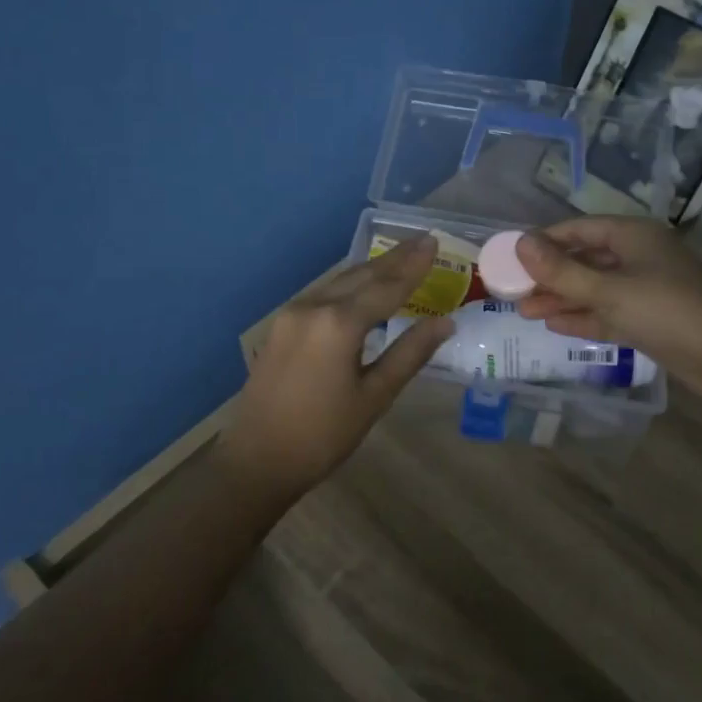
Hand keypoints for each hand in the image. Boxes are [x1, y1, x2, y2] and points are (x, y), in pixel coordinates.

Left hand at [221, 236, 453, 499]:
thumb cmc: (323, 435)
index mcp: (339, 324)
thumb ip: (409, 354)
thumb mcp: (374, 397)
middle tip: (422, 240)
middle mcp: (313, 307)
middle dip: (394, 259)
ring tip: (400, 258)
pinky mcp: (281, 326)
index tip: (433, 243)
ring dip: (372, 269)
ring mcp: (292, 314)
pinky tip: (363, 287)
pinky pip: (323, 295)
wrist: (256, 461)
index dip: (413, 266)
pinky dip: (350, 286)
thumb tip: (445, 323)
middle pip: (361, 276)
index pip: (387, 287)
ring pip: (340, 282)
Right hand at [515, 217, 701, 395]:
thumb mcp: (607, 290)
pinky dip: (583, 316)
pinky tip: (554, 324)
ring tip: (524, 311)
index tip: (511, 256)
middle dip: (549, 275)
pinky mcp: (649, 318)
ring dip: (562, 298)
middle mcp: (638, 255)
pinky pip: (608, 311)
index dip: (544, 241)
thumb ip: (562, 271)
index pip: (578, 229)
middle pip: (584, 259)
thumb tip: (520, 243)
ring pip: (594, 288)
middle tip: (513, 290)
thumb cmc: (665, 310)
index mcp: (632, 235)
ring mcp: (645, 288)